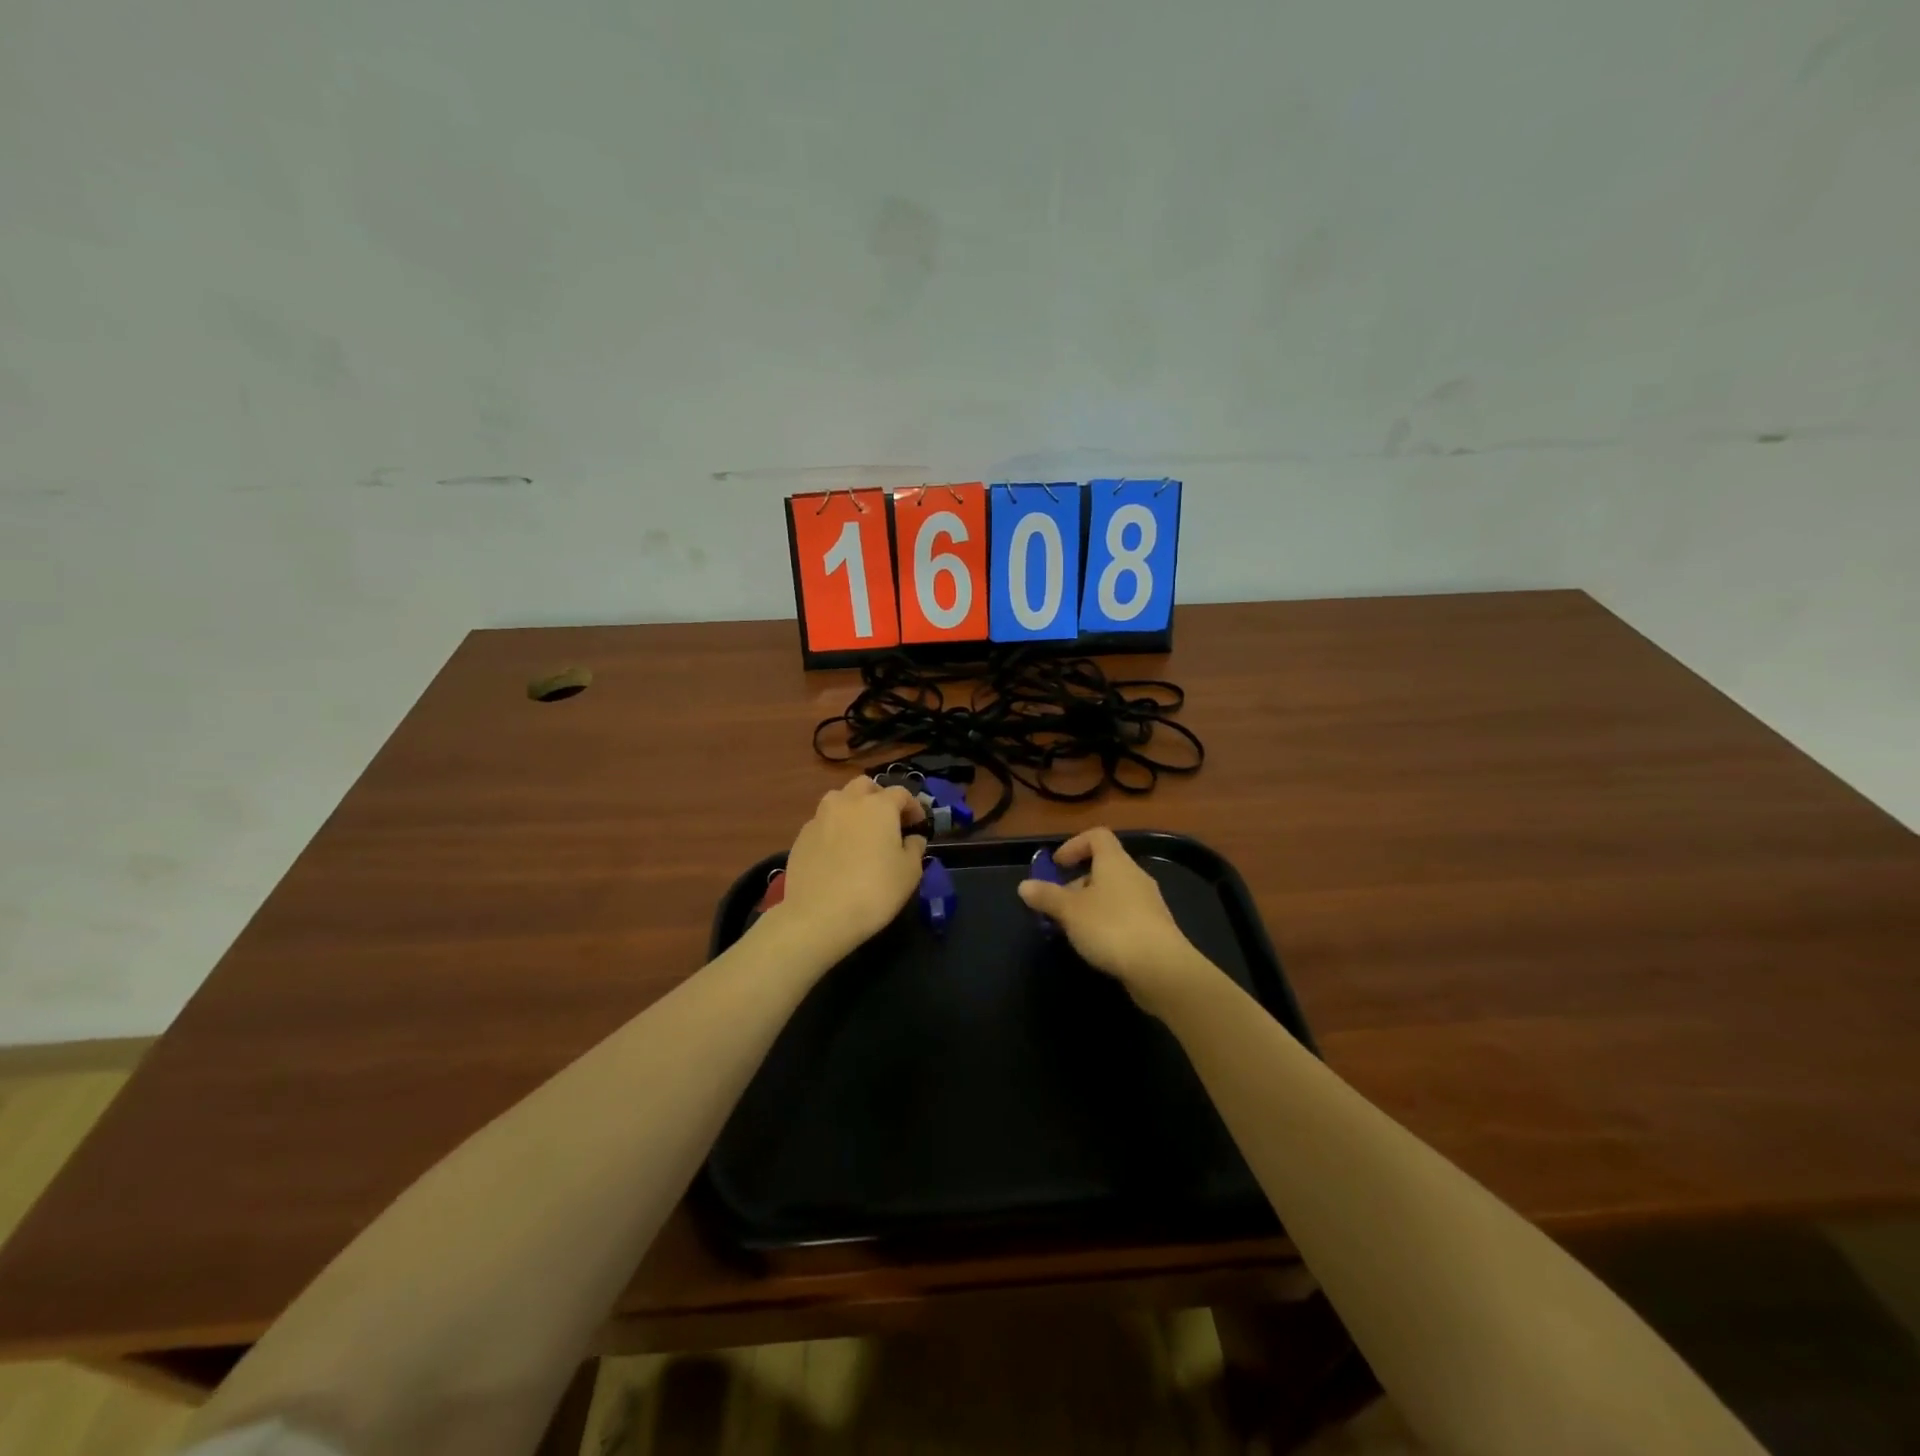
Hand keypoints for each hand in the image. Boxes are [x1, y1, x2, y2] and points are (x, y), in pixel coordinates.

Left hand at [772, 776, 927, 959]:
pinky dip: (834, 829)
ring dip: (852, 808)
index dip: (913, 806)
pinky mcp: (801, 837)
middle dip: (879, 797)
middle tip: (888, 820)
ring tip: (859, 831)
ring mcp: (820, 818)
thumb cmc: (874, 890)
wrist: (819, 915)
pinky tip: (837, 852)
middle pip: (865, 786)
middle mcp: (847, 803)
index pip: (901, 793)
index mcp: (878, 806)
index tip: (918, 824)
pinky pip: (822, 823)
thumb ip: (915, 849)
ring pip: (838, 799)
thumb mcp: (910, 872)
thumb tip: (913, 839)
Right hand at [1017, 828, 1218, 1014]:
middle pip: (1103, 867)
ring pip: (1113, 894)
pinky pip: (1124, 916)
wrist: (1161, 968)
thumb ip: (1046, 896)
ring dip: (1090, 906)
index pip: (1097, 837)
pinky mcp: (1154, 929)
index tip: (1056, 865)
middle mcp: (1134, 876)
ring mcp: (1148, 903)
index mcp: (1115, 862)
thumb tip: (1024, 885)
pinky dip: (1106, 923)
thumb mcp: (1069, 911)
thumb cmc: (1111, 927)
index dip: (1074, 845)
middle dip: (1077, 883)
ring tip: (1072, 929)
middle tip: (1057, 905)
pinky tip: (1096, 946)